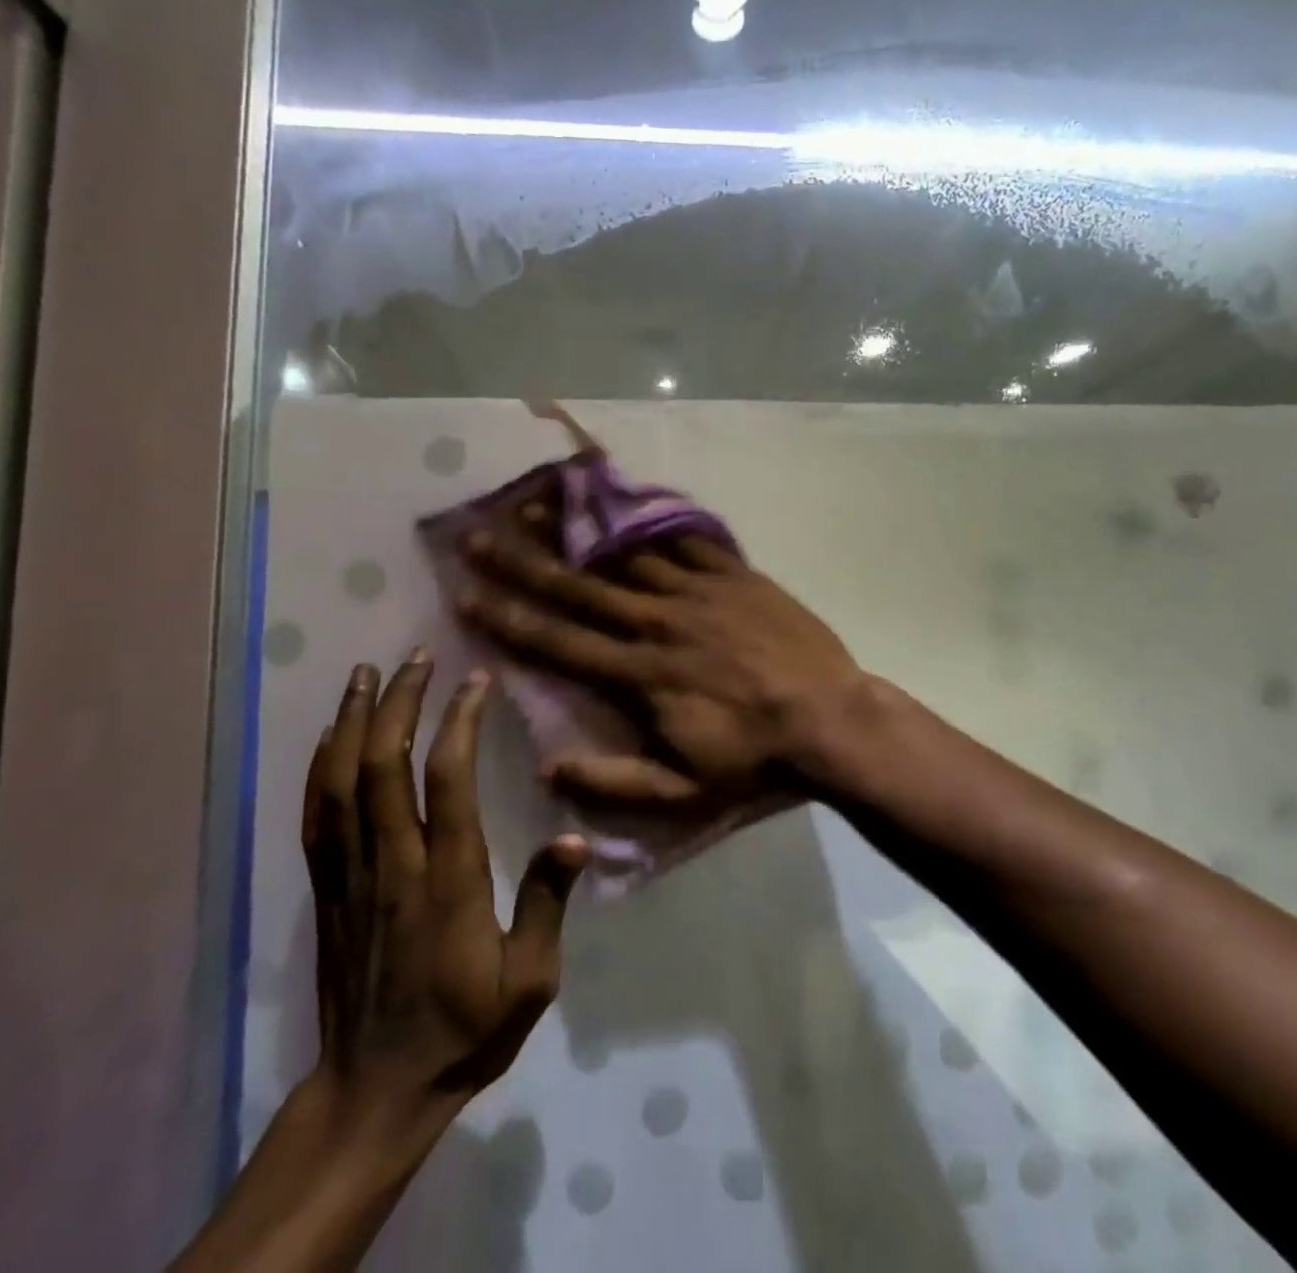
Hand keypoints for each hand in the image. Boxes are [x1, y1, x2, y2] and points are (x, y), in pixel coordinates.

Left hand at [169, 654, 584, 1272]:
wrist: (376, 1091)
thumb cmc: (463, 1031)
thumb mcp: (529, 982)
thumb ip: (548, 904)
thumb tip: (575, 838)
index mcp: (448, 882)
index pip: (447, 782)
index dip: (459, 723)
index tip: (476, 682)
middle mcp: (393, 865)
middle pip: (383, 766)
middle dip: (399, 703)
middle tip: (417, 657)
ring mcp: (352, 875)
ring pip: (342, 782)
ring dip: (354, 721)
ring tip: (367, 673)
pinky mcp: (328, 889)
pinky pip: (317, 815)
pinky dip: (322, 765)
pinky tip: (333, 735)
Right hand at [455, 518, 868, 809]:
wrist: (831, 720)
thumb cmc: (755, 759)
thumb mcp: (683, 793)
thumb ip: (613, 782)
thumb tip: (546, 767)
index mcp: (640, 675)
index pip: (559, 642)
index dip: (508, 619)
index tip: (465, 594)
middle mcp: (658, 623)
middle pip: (579, 588)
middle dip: (523, 562)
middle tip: (479, 535)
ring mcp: (697, 592)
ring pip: (625, 556)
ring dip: (577, 532)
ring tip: (537, 504)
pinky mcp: (734, 575)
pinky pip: (684, 541)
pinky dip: (650, 523)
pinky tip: (623, 503)